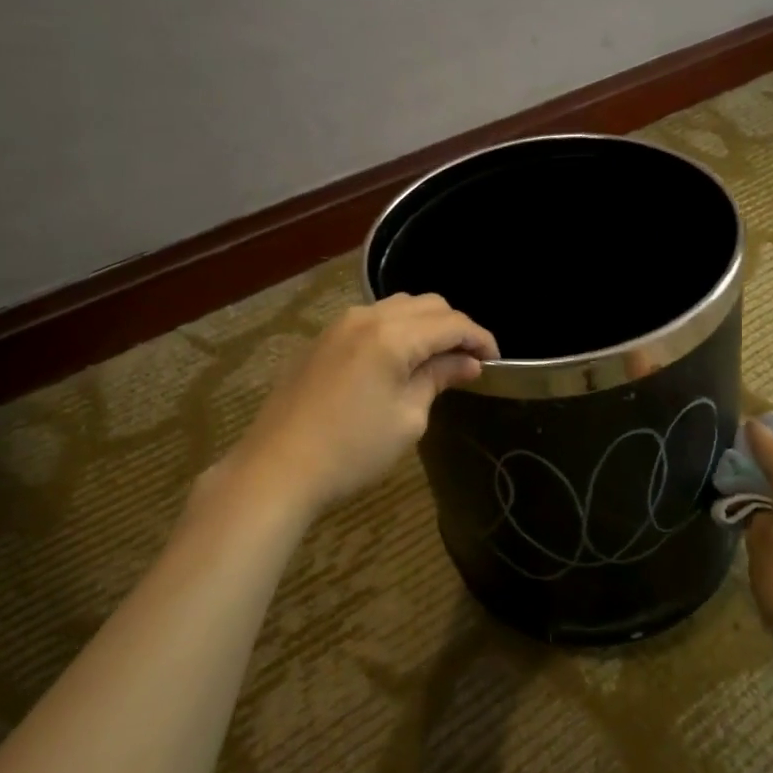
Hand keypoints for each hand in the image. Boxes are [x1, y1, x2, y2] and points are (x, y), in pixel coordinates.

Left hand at [222, 294, 497, 515]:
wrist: (277, 468)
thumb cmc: (351, 449)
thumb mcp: (407, 418)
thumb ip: (438, 378)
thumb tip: (467, 364)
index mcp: (393, 334)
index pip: (452, 323)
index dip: (480, 338)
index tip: (495, 361)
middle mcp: (367, 317)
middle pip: (427, 304)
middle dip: (454, 327)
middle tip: (468, 361)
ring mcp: (340, 324)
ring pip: (398, 307)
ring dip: (424, 325)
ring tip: (436, 359)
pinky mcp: (322, 339)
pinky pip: (372, 320)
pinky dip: (396, 330)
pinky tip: (399, 360)